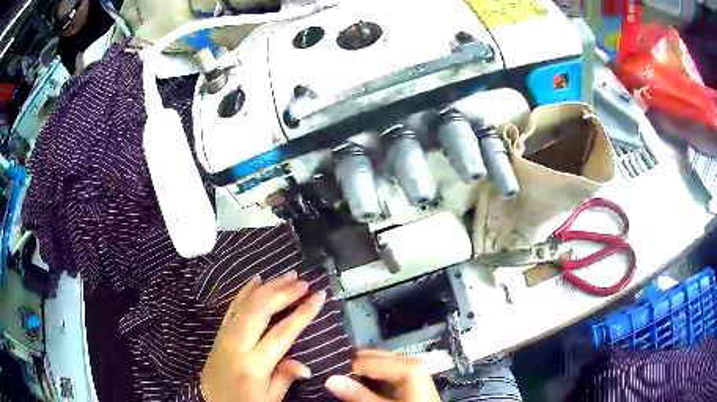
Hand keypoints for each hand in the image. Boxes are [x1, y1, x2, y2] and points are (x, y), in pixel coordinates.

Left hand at [200, 271, 325, 401]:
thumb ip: (284, 378)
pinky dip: (245, 292)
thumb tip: (305, 365)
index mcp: (253, 365)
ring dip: (267, 288)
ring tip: (287, 276)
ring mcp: (225, 336)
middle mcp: (237, 346)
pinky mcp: (219, 333)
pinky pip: (231, 308)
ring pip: (245, 304)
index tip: (319, 296)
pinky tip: (256, 280)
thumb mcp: (270, 400)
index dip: (302, 313)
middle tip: (303, 282)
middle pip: (260, 311)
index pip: (282, 334)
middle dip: (283, 293)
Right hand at [324, 349, 440, 401]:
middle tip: (333, 378)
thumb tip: (329, 379)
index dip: (344, 370)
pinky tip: (361, 385)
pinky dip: (371, 377)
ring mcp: (411, 367)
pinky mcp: (410, 375)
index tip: (327, 377)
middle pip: (371, 357)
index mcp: (406, 366)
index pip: (364, 361)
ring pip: (377, 363)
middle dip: (352, 367)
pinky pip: (385, 370)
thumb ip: (358, 395)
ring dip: (360, 373)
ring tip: (344, 383)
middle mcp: (409, 360)